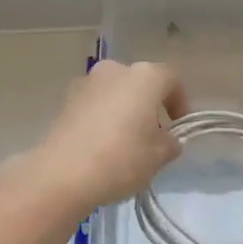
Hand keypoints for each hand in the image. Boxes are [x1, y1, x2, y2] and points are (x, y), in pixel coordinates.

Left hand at [13, 60, 186, 215]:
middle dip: (149, 105)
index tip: (178, 126)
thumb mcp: (158, 156)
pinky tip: (102, 144)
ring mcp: (86, 83)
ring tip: (125, 142)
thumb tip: (167, 139)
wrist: (63, 173)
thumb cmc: (121, 159)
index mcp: (144, 77)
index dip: (180, 102)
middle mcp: (114, 70)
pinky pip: (94, 105)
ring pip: (115, 92)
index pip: (171, 80)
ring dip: (123, 110)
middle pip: (140, 83)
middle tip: (153, 135)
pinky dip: (102, 117)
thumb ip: (170, 143)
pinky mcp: (66, 100)